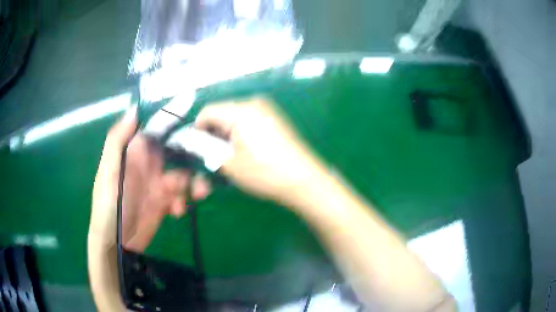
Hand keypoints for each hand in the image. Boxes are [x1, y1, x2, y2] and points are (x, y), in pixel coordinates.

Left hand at [89, 107, 209, 250]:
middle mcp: (150, 164)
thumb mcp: (109, 171)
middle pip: (177, 150)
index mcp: (136, 151)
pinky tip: (177, 212)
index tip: (193, 108)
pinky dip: (184, 202)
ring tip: (199, 194)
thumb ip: (117, 140)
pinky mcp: (165, 202)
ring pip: (185, 174)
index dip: (173, 117)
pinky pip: (183, 196)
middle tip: (207, 161)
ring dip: (194, 182)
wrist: (116, 242)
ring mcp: (159, 184)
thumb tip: (134, 110)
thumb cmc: (108, 204)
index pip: (157, 128)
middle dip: (193, 154)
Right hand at [195, 97, 325, 206]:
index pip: (207, 112)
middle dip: (211, 137)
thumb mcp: (228, 164)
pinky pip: (248, 124)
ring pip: (234, 121)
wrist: (304, 181)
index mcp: (240, 111)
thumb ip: (205, 149)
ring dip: (225, 139)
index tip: (195, 150)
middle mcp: (253, 104)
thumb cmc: (264, 173)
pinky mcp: (274, 121)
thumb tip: (190, 141)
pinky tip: (243, 155)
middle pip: (221, 115)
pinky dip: (239, 137)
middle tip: (209, 159)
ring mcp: (267, 111)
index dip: (196, 130)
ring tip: (227, 160)